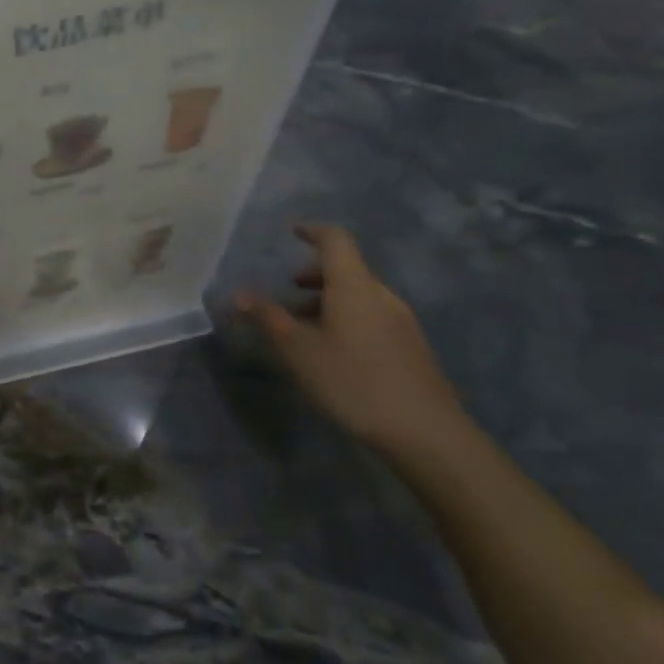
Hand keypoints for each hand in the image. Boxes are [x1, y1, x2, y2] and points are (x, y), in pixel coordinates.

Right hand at [236, 224, 469, 458]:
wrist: (423, 431)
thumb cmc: (352, 380)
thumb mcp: (298, 349)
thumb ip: (268, 317)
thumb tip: (239, 294)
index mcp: (354, 286)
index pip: (336, 241)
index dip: (314, 232)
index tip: (293, 232)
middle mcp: (381, 295)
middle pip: (347, 269)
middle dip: (314, 274)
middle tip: (287, 291)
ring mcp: (400, 321)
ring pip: (358, 296)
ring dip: (328, 300)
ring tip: (302, 327)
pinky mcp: (409, 346)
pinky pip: (371, 316)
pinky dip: (345, 318)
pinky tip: (331, 351)